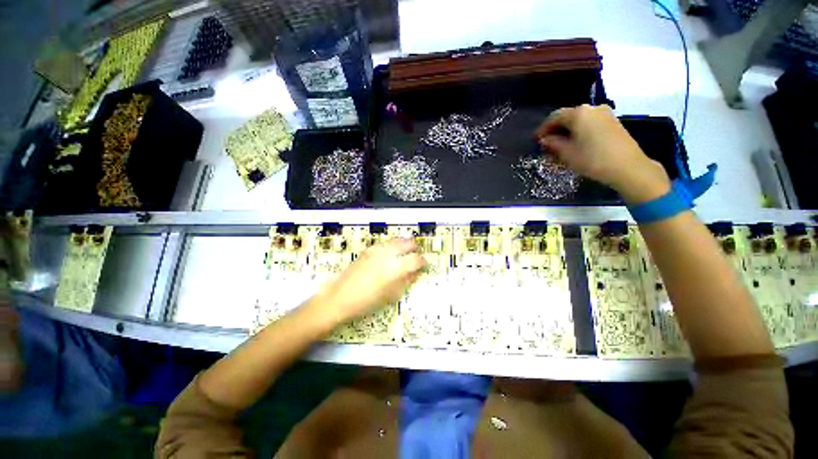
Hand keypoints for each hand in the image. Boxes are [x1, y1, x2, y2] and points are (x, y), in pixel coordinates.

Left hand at [315, 238, 425, 324]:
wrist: (340, 297)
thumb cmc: (368, 301)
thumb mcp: (392, 295)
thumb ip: (406, 281)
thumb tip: (416, 272)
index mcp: (395, 268)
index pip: (415, 259)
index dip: (422, 261)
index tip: (424, 264)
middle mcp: (387, 254)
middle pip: (406, 243)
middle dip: (414, 247)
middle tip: (417, 253)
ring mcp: (376, 250)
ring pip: (395, 240)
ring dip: (404, 243)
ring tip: (406, 250)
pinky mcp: (368, 250)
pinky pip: (385, 243)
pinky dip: (392, 245)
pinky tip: (391, 252)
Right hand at [535, 104, 670, 203]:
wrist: (627, 167)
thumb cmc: (592, 159)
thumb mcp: (566, 153)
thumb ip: (552, 144)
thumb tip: (545, 140)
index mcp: (578, 113)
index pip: (554, 117)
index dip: (543, 129)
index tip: (536, 140)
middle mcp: (592, 108)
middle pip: (568, 117)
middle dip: (555, 130)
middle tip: (547, 143)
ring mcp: (605, 114)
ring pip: (579, 121)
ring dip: (567, 131)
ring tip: (560, 146)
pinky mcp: (613, 123)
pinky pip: (590, 124)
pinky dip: (579, 132)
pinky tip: (575, 144)